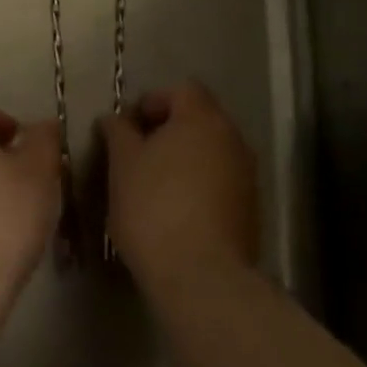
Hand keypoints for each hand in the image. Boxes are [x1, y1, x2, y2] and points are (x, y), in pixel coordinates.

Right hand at [99, 81, 257, 295]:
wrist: (201, 277)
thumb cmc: (154, 207)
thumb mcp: (122, 163)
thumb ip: (119, 131)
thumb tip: (116, 118)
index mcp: (202, 119)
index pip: (181, 90)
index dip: (152, 101)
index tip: (128, 128)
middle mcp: (232, 138)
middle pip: (199, 119)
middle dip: (168, 130)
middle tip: (137, 154)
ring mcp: (246, 175)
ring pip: (211, 151)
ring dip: (184, 158)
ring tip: (153, 184)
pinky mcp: (250, 209)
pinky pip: (220, 181)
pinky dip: (199, 185)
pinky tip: (176, 210)